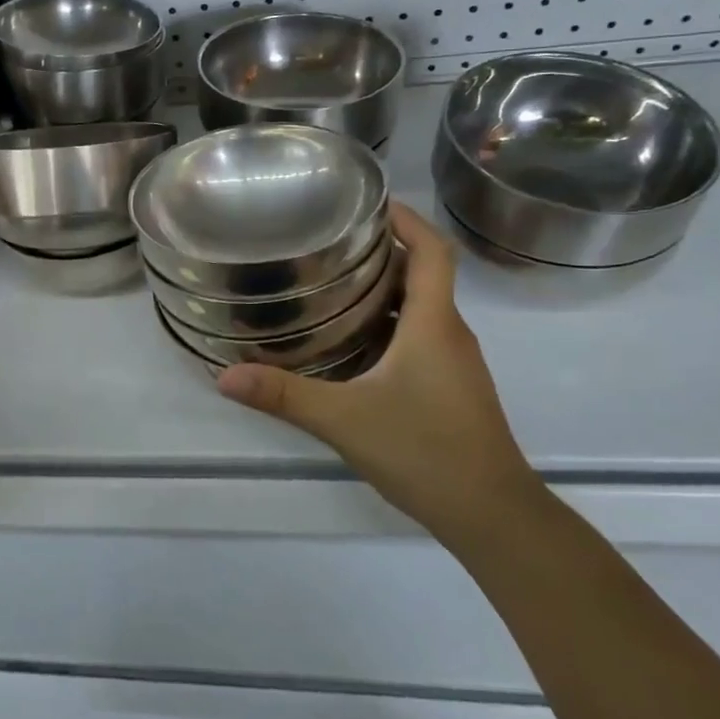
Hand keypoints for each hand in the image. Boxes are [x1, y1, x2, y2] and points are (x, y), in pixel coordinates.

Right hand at [216, 202, 543, 545]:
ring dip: (385, 287)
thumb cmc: (427, 452)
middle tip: (329, 240)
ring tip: (330, 282)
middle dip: (383, 249)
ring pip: (422, 307)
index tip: (368, 202)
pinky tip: (351, 341)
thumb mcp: (345, 420)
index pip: (431, 250)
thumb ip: (284, 395)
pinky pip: (420, 336)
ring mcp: (454, 363)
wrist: (494, 517)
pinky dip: (389, 322)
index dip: (406, 218)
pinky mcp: (451, 387)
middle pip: (424, 272)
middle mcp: (450, 334)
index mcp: (434, 324)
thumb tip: (224, 376)